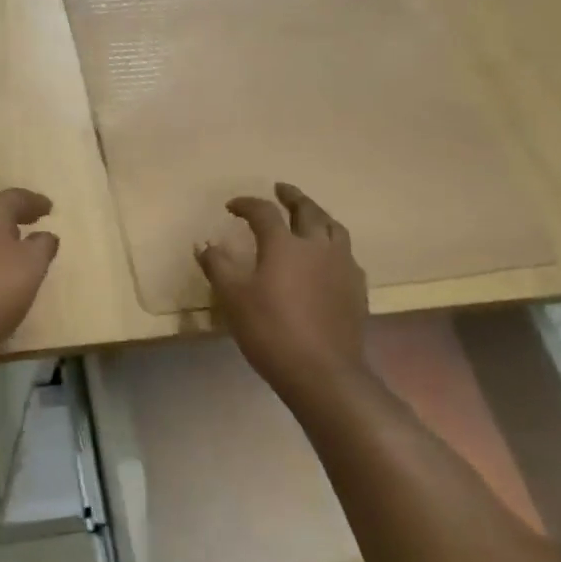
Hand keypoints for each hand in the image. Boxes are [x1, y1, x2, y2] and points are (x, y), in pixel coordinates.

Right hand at [196, 182, 367, 402]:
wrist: (323, 372)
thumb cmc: (271, 330)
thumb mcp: (233, 297)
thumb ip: (217, 265)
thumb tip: (204, 243)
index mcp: (284, 244)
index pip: (264, 212)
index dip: (246, 204)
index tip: (232, 206)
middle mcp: (317, 246)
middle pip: (308, 210)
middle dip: (292, 197)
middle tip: (281, 189)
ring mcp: (342, 266)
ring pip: (334, 228)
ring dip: (318, 215)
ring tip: (309, 215)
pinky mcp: (356, 289)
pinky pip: (346, 254)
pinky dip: (333, 244)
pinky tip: (327, 256)